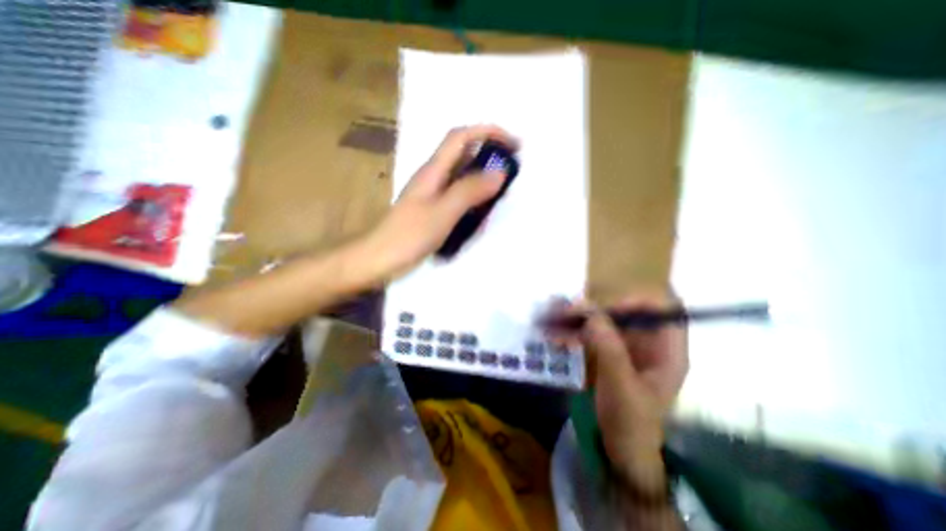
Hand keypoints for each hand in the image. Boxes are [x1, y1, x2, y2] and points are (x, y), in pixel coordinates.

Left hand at [360, 125, 515, 279]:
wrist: (380, 258)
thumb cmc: (409, 236)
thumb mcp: (443, 212)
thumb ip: (470, 191)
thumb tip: (499, 173)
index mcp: (433, 170)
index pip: (461, 137)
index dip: (487, 132)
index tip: (512, 144)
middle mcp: (433, 176)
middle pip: (462, 152)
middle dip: (489, 151)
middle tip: (512, 166)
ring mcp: (432, 193)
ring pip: (462, 173)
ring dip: (483, 173)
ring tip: (502, 186)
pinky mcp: (433, 208)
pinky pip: (458, 193)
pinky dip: (474, 193)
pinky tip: (482, 206)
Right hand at [563, 296, 684, 497]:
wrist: (619, 449)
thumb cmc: (631, 422)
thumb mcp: (622, 387)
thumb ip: (609, 350)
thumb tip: (592, 315)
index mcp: (666, 351)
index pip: (663, 310)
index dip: (639, 301)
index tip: (610, 306)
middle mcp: (647, 343)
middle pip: (625, 312)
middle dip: (595, 309)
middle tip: (567, 311)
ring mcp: (625, 346)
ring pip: (603, 321)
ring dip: (577, 318)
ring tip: (552, 317)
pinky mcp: (606, 352)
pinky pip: (589, 333)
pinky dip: (572, 331)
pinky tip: (554, 332)